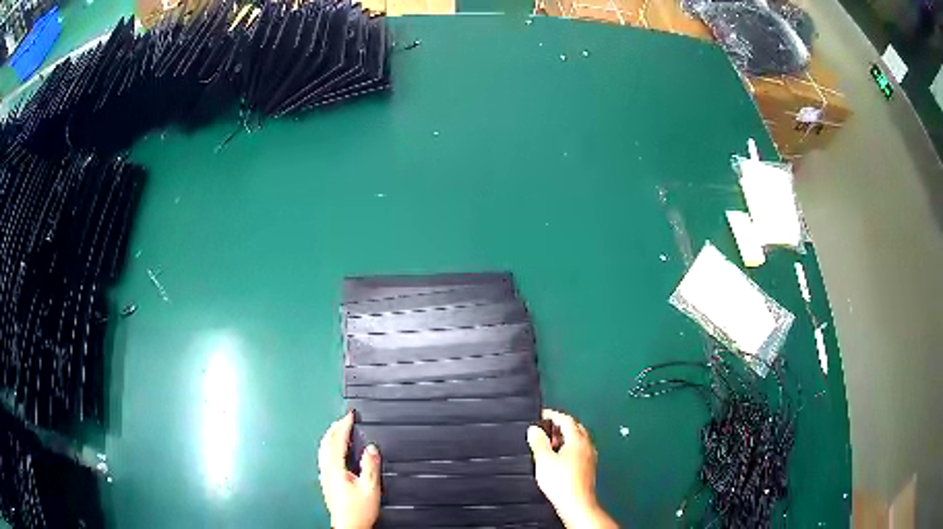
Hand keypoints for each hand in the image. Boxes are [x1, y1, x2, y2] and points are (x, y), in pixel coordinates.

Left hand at [318, 412, 380, 528]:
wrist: (348, 527)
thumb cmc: (358, 511)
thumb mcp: (370, 488)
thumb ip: (370, 466)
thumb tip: (371, 448)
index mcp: (336, 468)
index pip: (337, 441)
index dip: (343, 426)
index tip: (350, 416)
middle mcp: (327, 470)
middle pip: (326, 443)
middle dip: (335, 428)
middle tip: (344, 420)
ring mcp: (325, 476)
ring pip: (322, 450)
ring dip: (330, 437)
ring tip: (338, 430)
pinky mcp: (326, 483)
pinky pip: (324, 458)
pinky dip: (329, 447)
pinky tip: (335, 452)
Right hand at [527, 409, 617, 528]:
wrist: (576, 503)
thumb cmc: (562, 483)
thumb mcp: (543, 460)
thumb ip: (538, 442)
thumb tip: (534, 430)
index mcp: (578, 440)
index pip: (567, 419)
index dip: (553, 415)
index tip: (542, 415)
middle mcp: (587, 446)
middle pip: (575, 428)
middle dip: (560, 426)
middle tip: (546, 429)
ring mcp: (590, 457)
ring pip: (578, 440)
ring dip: (565, 438)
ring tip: (550, 444)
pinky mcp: (589, 468)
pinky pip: (580, 451)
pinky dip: (569, 449)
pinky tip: (559, 459)